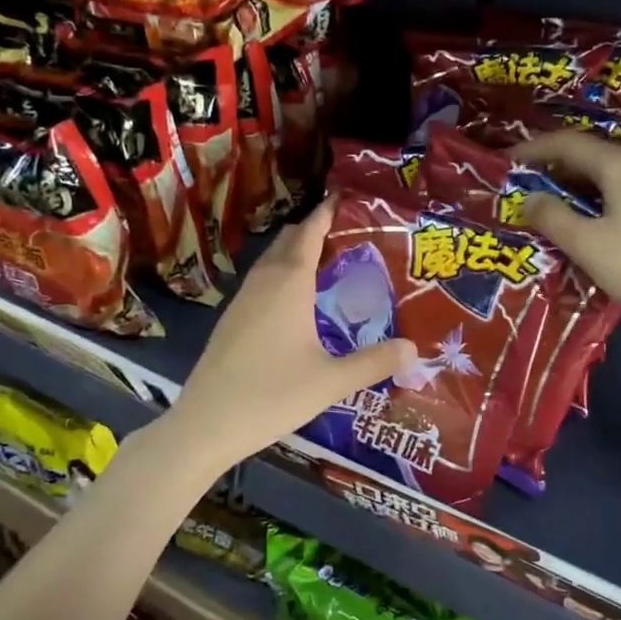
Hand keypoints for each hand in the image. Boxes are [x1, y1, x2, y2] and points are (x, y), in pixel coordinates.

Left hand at [166, 197, 415, 472]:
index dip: (326, 212)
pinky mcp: (231, 321)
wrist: (206, 424)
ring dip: (295, 253)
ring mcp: (242, 301)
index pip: (309, 233)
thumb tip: (414, 349)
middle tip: (346, 231)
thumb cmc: (272, 395)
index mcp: (289, 284)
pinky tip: (296, 301)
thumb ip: (374, 362)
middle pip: (288, 241)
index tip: (344, 195)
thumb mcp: (331, 381)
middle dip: (313, 229)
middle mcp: (263, 283)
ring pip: (271, 262)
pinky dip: (282, 275)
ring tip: (327, 261)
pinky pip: (261, 283)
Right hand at [513, 132, 620, 341]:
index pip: (569, 144)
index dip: (534, 148)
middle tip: (529, 189)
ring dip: (584, 185)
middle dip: (559, 169)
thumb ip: (553, 217)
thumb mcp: (588, 246)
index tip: (508, 159)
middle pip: (596, 155)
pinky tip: (600, 221)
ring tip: (559, 208)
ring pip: (617, 174)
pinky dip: (608, 197)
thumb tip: (530, 198)